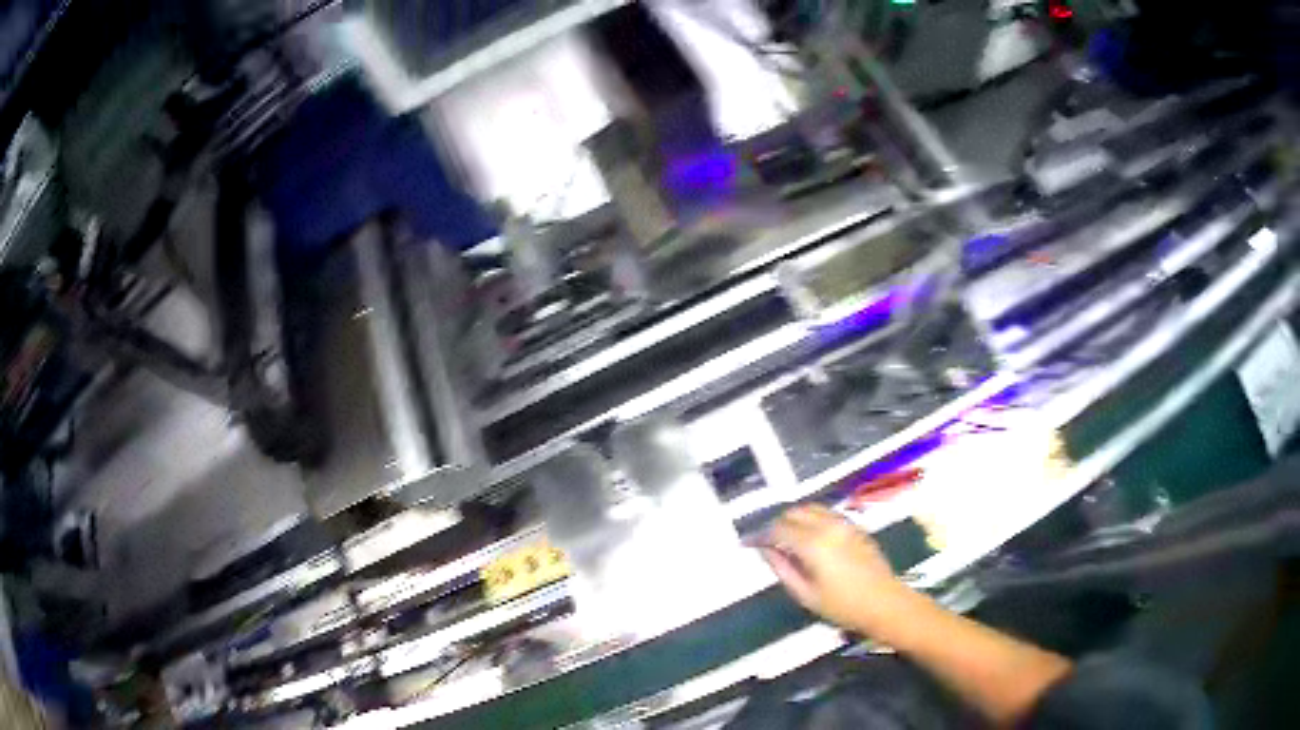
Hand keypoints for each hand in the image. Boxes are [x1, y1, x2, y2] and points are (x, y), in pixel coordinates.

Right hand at [759, 504, 914, 634]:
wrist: (885, 603)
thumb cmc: (843, 606)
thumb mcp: (806, 594)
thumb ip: (782, 569)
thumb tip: (766, 551)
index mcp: (813, 543)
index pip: (779, 529)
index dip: (760, 535)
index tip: (748, 543)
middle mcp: (829, 526)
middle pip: (795, 512)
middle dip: (777, 523)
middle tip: (766, 542)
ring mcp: (845, 523)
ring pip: (812, 508)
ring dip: (795, 518)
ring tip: (786, 538)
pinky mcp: (856, 527)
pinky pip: (827, 513)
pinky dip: (812, 519)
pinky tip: (809, 537)